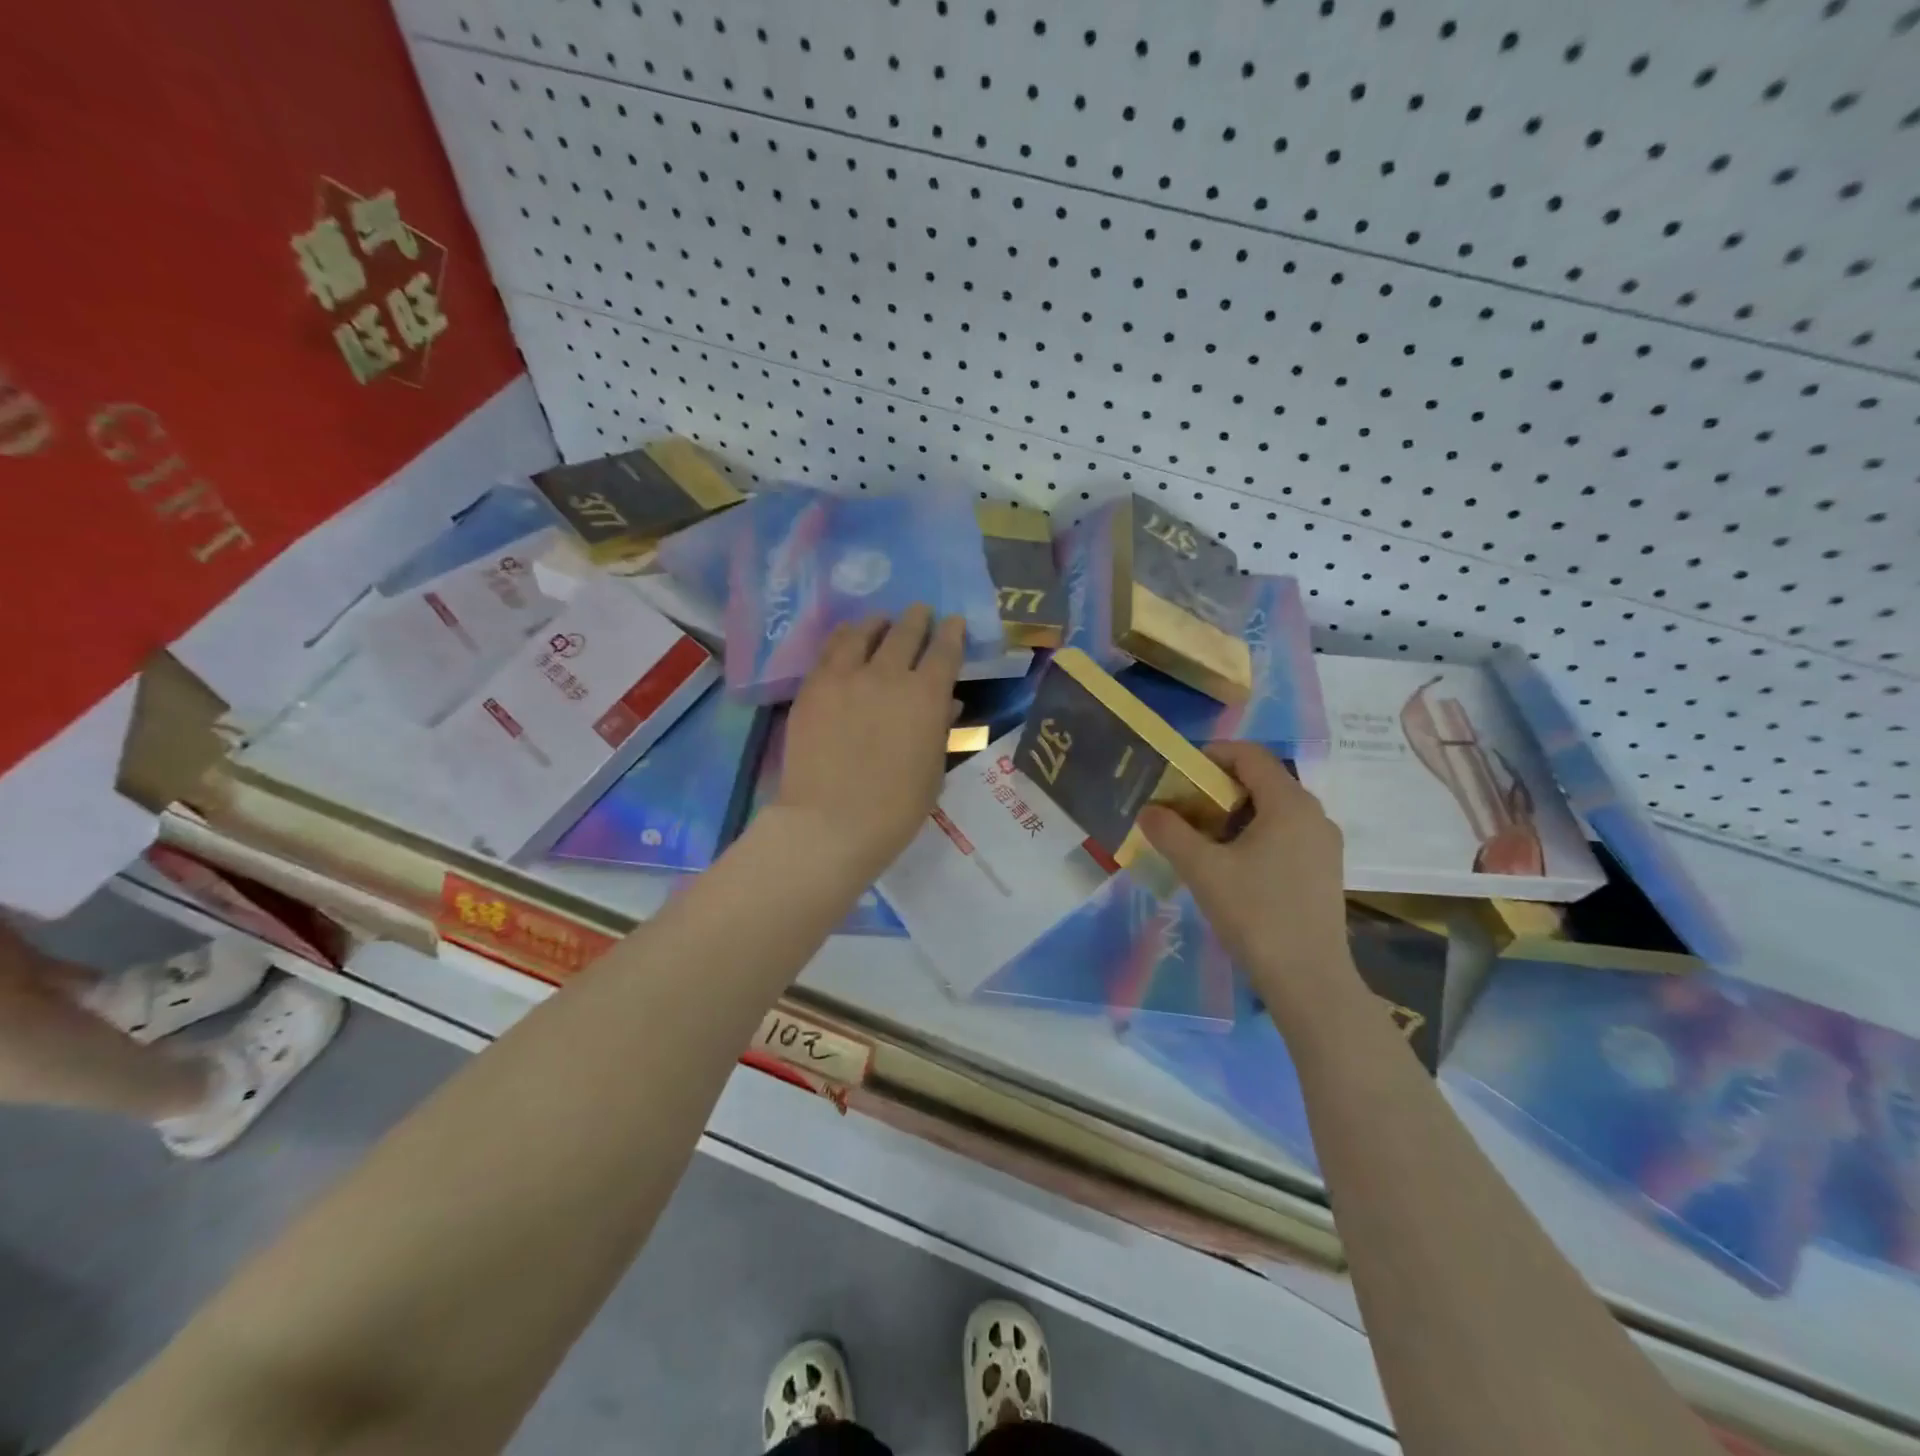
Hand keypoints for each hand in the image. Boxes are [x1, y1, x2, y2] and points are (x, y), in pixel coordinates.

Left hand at [776, 604, 965, 882]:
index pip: (945, 651)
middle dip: (918, 619)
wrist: (829, 823)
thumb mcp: (932, 771)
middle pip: (906, 632)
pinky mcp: (813, 686)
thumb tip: (946, 705)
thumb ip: (940, 730)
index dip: (952, 633)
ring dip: (878, 624)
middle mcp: (888, 675)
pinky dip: (845, 639)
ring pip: (863, 632)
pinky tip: (847, 641)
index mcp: (927, 697)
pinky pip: (830, 650)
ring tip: (881, 622)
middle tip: (921, 613)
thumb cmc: (894, 809)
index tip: (953, 623)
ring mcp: (846, 677)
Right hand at [1140, 742, 1354, 1012]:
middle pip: (1263, 780)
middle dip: (1219, 786)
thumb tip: (1148, 810)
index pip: (1250, 755)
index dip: (1212, 754)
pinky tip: (1232, 865)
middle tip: (1184, 806)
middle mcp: (1314, 814)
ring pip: (1274, 809)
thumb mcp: (1203, 870)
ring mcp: (1324, 844)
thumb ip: (1170, 832)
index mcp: (1290, 803)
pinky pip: (1286, 833)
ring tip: (1201, 837)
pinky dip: (1255, 833)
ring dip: (1235, 812)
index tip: (1180, 773)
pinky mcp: (1324, 870)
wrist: (1309, 980)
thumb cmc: (1256, 914)